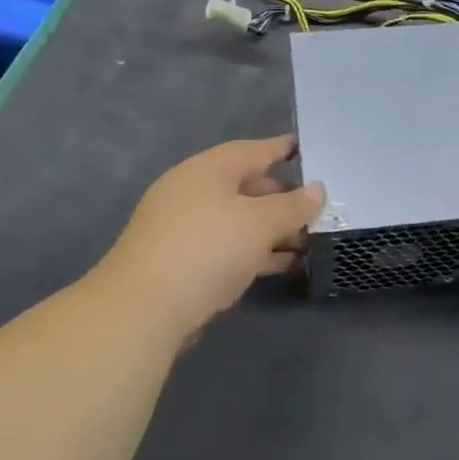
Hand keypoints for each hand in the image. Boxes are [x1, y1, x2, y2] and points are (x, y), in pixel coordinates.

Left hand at [98, 136, 324, 338]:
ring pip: (237, 220)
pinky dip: (254, 251)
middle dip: (281, 197)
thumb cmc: (206, 250)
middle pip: (245, 185)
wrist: (141, 311)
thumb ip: (293, 206)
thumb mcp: (260, 224)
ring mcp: (183, 228)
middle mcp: (192, 192)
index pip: (253, 150)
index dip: (282, 149)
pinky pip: (226, 247)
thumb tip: (317, 189)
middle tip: (315, 207)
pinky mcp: (180, 262)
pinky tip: (280, 265)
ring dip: (271, 230)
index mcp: (208, 170)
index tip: (306, 148)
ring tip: (307, 240)